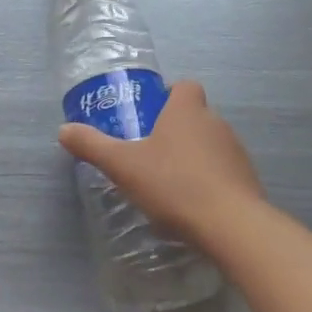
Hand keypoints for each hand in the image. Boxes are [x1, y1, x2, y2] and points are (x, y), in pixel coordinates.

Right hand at [58, 81, 265, 245]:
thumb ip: (93, 146)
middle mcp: (216, 122)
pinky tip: (193, 203)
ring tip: (170, 181)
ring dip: (193, 155)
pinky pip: (223, 170)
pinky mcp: (247, 179)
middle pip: (195, 115)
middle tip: (151, 152)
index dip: (169, 95)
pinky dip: (210, 180)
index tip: (151, 114)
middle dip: (175, 129)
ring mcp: (236, 151)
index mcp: (186, 110)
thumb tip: (63, 130)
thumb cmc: (174, 184)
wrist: (230, 225)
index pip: (184, 86)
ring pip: (210, 143)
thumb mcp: (123, 165)